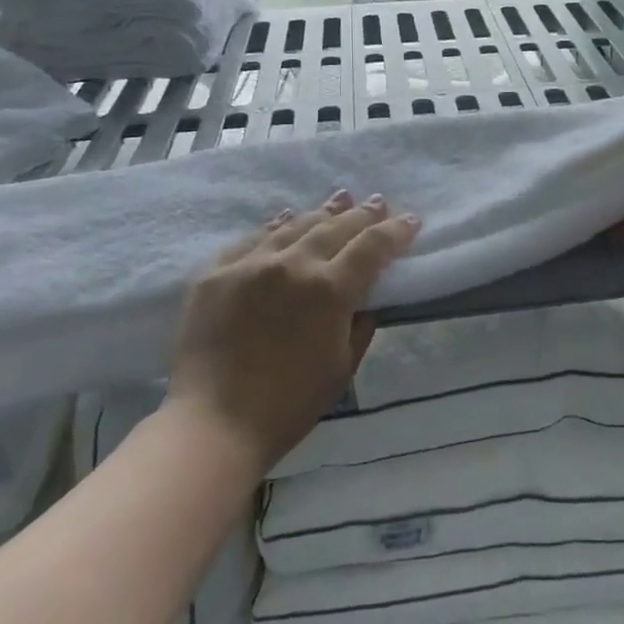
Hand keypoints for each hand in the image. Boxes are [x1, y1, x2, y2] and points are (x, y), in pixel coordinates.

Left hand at [167, 190, 418, 468]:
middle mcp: (292, 265)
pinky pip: (251, 239)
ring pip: (294, 225)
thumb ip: (360, 325)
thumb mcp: (342, 367)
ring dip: (322, 212)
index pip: (373, 246)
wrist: (212, 423)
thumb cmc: (289, 404)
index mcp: (330, 290)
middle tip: (378, 202)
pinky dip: (275, 226)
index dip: (396, 231)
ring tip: (340, 199)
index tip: (410, 220)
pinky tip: (286, 218)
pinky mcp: (214, 273)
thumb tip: (365, 299)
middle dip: (362, 214)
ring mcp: (249, 264)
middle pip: (335, 227)